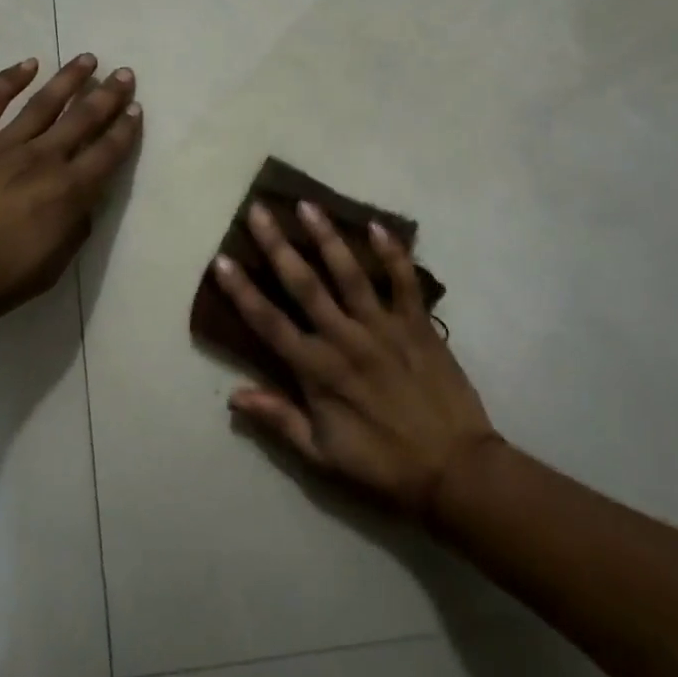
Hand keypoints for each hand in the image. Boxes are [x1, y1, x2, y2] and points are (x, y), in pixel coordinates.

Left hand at [0, 54, 141, 337]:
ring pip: (44, 102)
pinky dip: (10, 79)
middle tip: (124, 73)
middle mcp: (41, 160)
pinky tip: (28, 64)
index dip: (124, 130)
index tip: (136, 108)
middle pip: (82, 119)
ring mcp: (1, 145)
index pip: (106, 154)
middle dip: (108, 95)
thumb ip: (73, 233)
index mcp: (65, 194)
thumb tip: (84, 205)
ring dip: (69, 78)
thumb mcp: (46, 271)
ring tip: (87, 59)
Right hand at [214, 201, 497, 517]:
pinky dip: (393, 253)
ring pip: (349, 273)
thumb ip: (279, 419)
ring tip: (308, 205)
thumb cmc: (382, 465)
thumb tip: (234, 395)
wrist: (454, 471)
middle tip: (258, 211)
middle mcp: (345, 339)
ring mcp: (383, 327)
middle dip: (277, 246)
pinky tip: (378, 225)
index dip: (242, 291)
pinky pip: (404, 282)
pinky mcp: (417, 324)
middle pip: (304, 285)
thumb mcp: (322, 455)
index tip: (222, 260)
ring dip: (327, 237)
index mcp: (317, 371)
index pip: (269, 323)